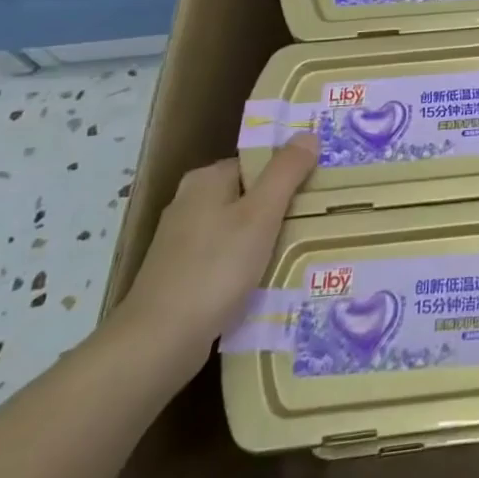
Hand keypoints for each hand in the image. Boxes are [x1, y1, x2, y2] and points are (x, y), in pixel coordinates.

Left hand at [110, 136, 317, 382]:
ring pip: (240, 228)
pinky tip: (270, 278)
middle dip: (282, 208)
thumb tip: (308, 134)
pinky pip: (228, 257)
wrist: (158, 343)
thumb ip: (286, 172)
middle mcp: (190, 202)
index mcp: (206, 180)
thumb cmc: (214, 269)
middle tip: (319, 220)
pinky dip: (248, 264)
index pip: (258, 162)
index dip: (290, 173)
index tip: (320, 190)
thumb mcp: (261, 215)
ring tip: (304, 249)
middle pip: (250, 194)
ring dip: (268, 238)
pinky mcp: (182, 274)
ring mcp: (183, 241)